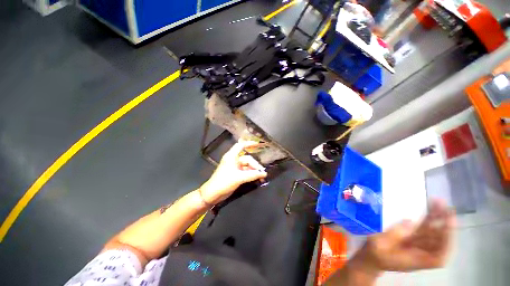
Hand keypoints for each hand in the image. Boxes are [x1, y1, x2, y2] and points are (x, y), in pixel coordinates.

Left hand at [199, 140, 267, 204]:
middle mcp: (233, 160)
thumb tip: (264, 173)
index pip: (241, 145)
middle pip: (247, 159)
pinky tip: (257, 179)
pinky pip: (246, 172)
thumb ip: (252, 175)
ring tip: (261, 177)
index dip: (249, 143)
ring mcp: (235, 167)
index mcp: (232, 156)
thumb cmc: (224, 182)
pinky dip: (251, 174)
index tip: (259, 144)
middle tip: (262, 173)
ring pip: (247, 166)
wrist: (212, 194)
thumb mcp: (239, 178)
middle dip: (255, 165)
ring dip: (254, 171)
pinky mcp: (236, 174)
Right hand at [354, 200, 454, 273]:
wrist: (371, 257)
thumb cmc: (374, 253)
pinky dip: (428, 219)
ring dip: (437, 218)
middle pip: (439, 241)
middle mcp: (422, 253)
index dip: (447, 241)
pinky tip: (429, 209)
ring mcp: (418, 245)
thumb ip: (394, 235)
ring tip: (438, 203)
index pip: (439, 256)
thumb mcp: (380, 244)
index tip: (448, 223)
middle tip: (445, 207)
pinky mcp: (413, 237)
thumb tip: (410, 221)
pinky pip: (424, 228)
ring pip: (433, 232)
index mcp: (417, 261)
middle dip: (444, 224)